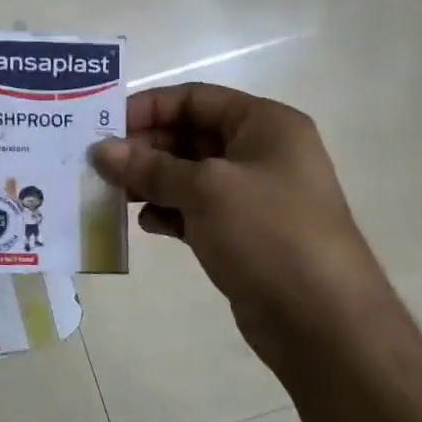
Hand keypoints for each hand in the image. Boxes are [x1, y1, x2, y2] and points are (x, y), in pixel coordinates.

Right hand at [90, 82, 402, 365]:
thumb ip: (148, 166)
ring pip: (186, 174)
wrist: (323, 322)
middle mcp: (260, 153)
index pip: (195, 98)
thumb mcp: (204, 190)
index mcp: (265, 126)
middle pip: (187, 135)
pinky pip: (192, 209)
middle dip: (142, 148)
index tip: (103, 126)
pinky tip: (143, 223)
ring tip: (110, 193)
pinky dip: (165, 211)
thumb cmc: (269, 235)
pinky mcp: (241, 233)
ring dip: (148, 181)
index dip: (148, 107)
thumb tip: (100, 150)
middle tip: (98, 164)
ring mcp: (251, 196)